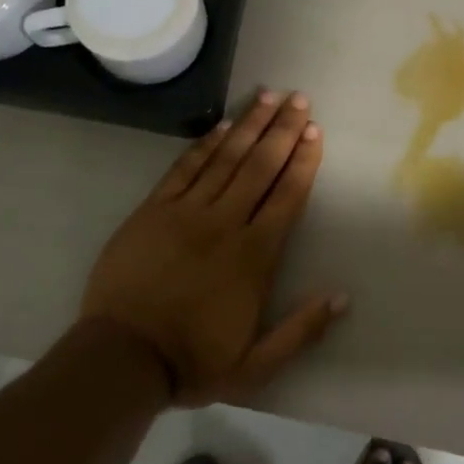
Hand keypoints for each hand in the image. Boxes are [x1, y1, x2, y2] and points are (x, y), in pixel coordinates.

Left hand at [80, 90, 346, 405]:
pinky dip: (206, 144)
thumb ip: (301, 331)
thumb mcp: (256, 367)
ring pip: (226, 158)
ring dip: (250, 125)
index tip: (315, 132)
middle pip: (260, 166)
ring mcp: (186, 212)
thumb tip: (341, 297)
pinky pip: (185, 168)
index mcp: (254, 256)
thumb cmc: (193, 361)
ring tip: (268, 96)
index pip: (286, 197)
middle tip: (299, 99)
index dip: (303, 162)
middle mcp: (225, 223)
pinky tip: (223, 125)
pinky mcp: (154, 210)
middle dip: (283, 130)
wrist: (122, 358)